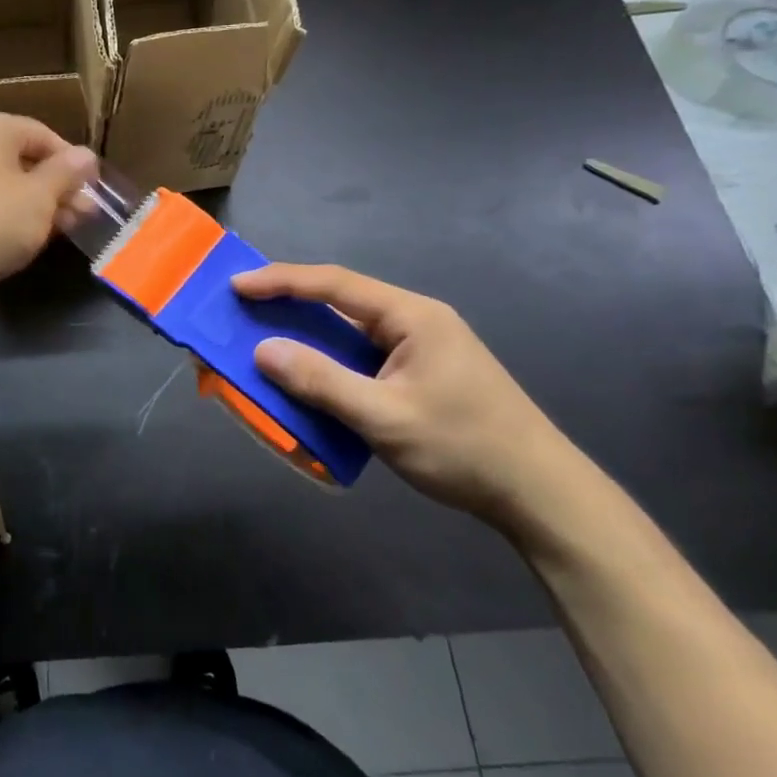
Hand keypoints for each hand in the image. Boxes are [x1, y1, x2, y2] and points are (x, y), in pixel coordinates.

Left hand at [0, 111, 98, 307]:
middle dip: (55, 187)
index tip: (93, 192)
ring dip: (34, 201)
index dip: (73, 164)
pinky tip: (23, 234)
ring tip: (61, 229)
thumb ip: (67, 172)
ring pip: (1, 178)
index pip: (43, 135)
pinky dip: (4, 209)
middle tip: (82, 216)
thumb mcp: (40, 198)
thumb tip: (87, 155)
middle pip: (21, 157)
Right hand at [232, 265, 589, 530]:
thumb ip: (321, 381)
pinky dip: (330, 363)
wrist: (540, 495)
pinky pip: (362, 358)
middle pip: (341, 301)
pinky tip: (310, 379)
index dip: (281, 281)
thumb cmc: (464, 449)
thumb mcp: (385, 417)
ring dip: (309, 337)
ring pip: (350, 332)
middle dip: (290, 304)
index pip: (334, 284)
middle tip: (242, 309)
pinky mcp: (421, 375)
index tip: (237, 285)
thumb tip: (263, 351)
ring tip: (264, 340)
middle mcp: (415, 322)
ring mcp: (421, 349)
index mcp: (411, 316)